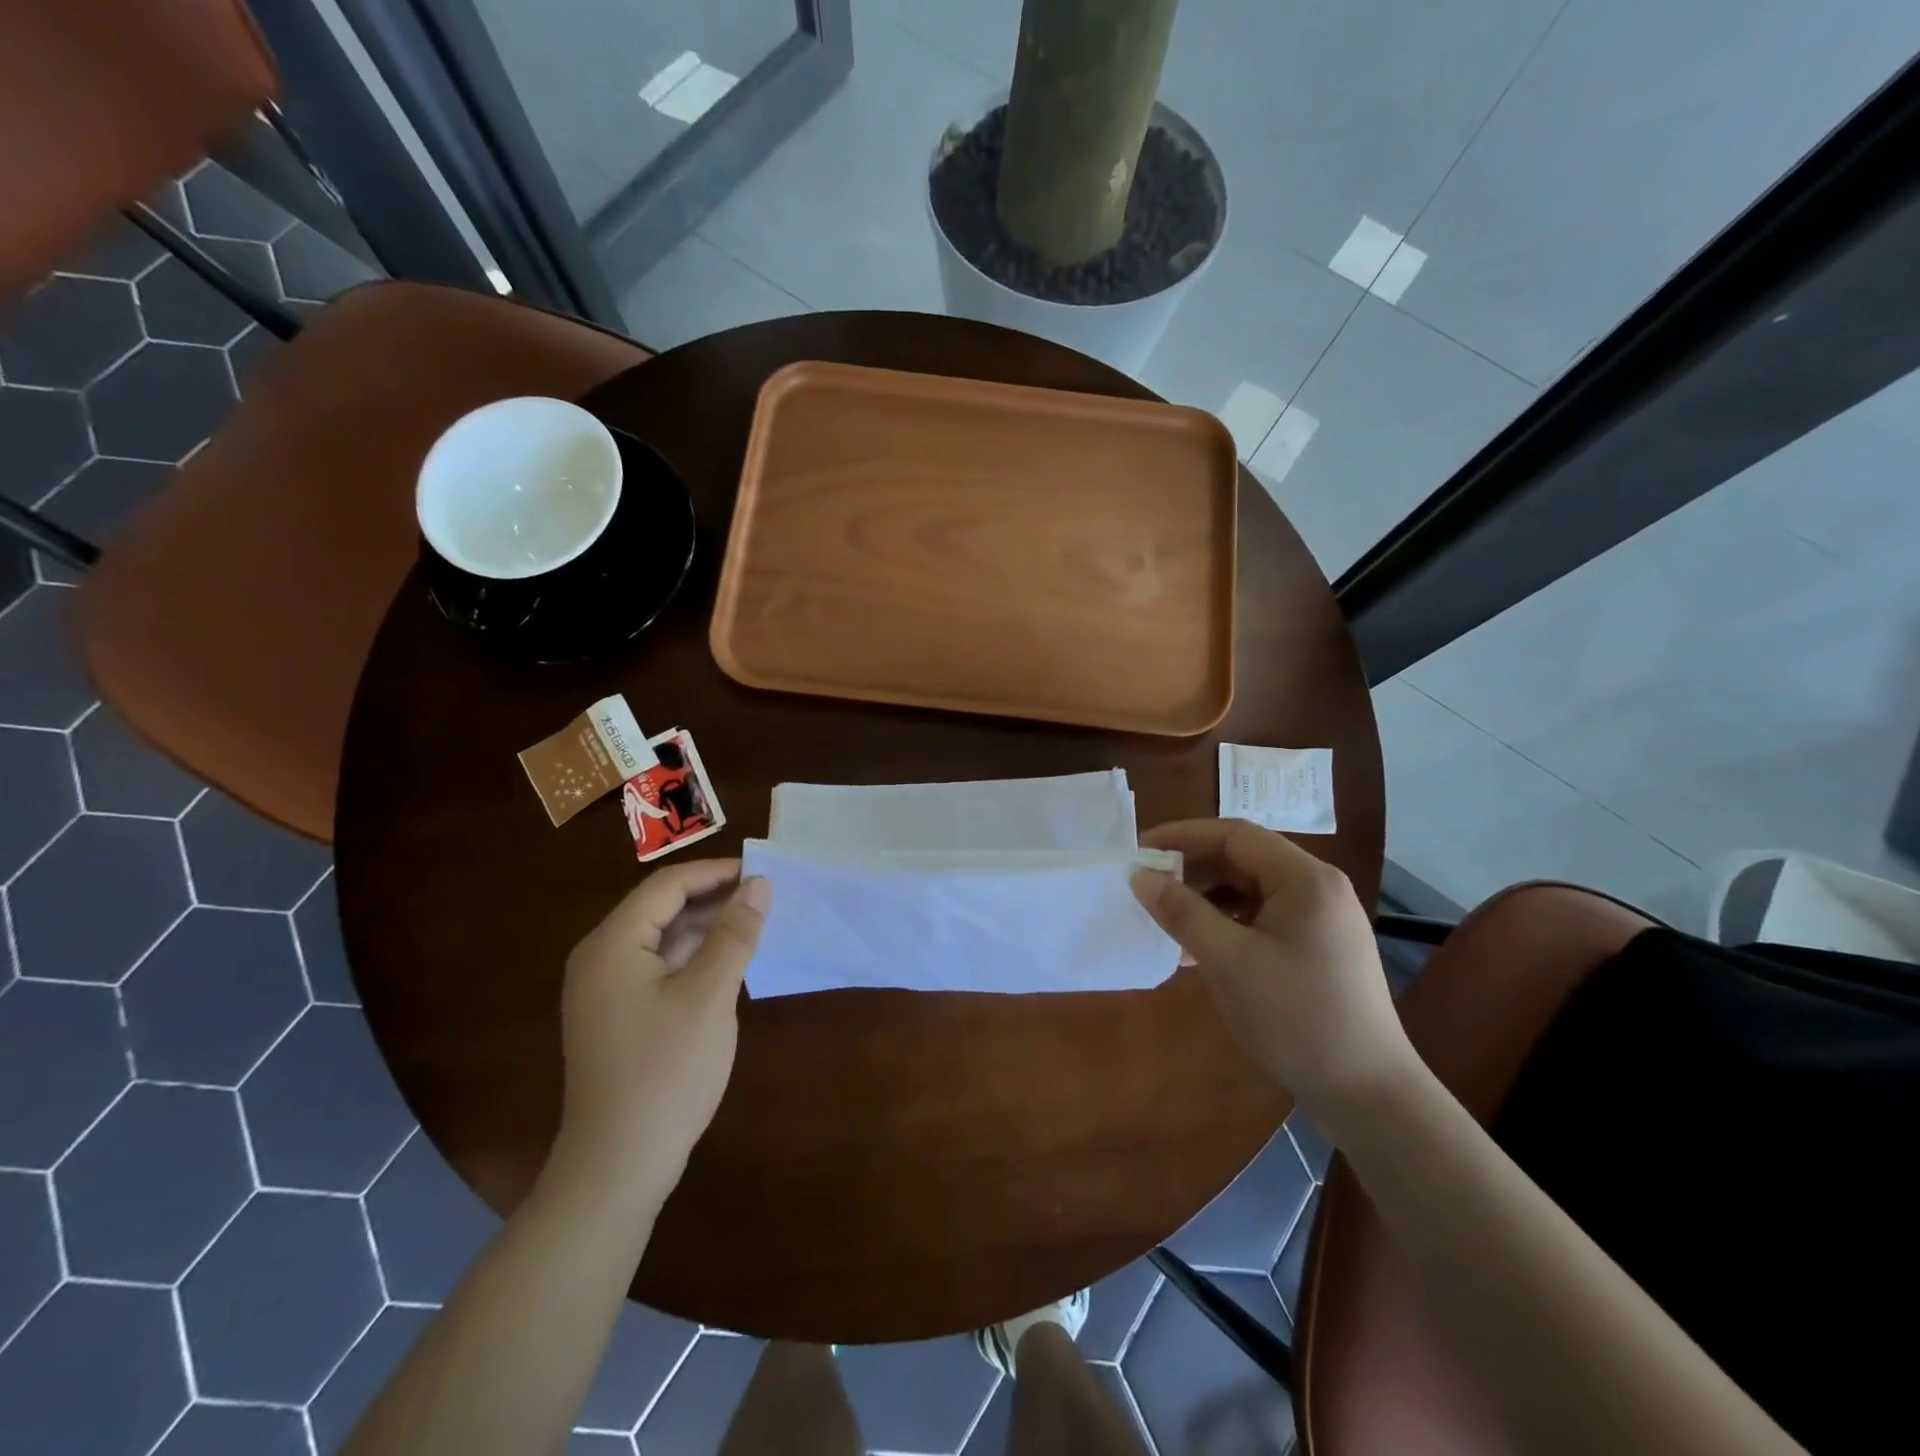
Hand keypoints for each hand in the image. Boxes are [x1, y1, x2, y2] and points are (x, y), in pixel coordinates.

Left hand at [551, 859, 769, 1202]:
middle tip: (766, 897)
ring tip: (755, 924)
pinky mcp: (616, 1014)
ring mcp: (604, 989)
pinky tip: (728, 963)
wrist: (618, 1166)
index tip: (764, 872)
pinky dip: (693, 956)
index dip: (717, 872)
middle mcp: (601, 957)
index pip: (667, 885)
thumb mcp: (710, 995)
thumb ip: (735, 933)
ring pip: (661, 937)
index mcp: (613, 944)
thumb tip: (760, 883)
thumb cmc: (666, 1072)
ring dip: (706, 927)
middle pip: (661, 907)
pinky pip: (657, 966)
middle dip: (714, 898)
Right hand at [1131, 819, 1417, 1126]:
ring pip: (1252, 889)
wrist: (1369, 1094)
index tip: (1140, 851)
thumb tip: (1140, 877)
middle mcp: (1318, 888)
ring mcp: (1322, 919)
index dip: (1183, 836)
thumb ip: (1182, 912)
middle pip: (1244, 859)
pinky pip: (1264, 917)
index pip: (1234, 835)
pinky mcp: (1318, 948)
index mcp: (1305, 879)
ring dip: (1207, 896)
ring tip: (1167, 916)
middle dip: (1193, 868)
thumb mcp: (1229, 961)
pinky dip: (1228, 921)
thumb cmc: (1295, 1018)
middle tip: (1147, 885)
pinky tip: (1199, 945)